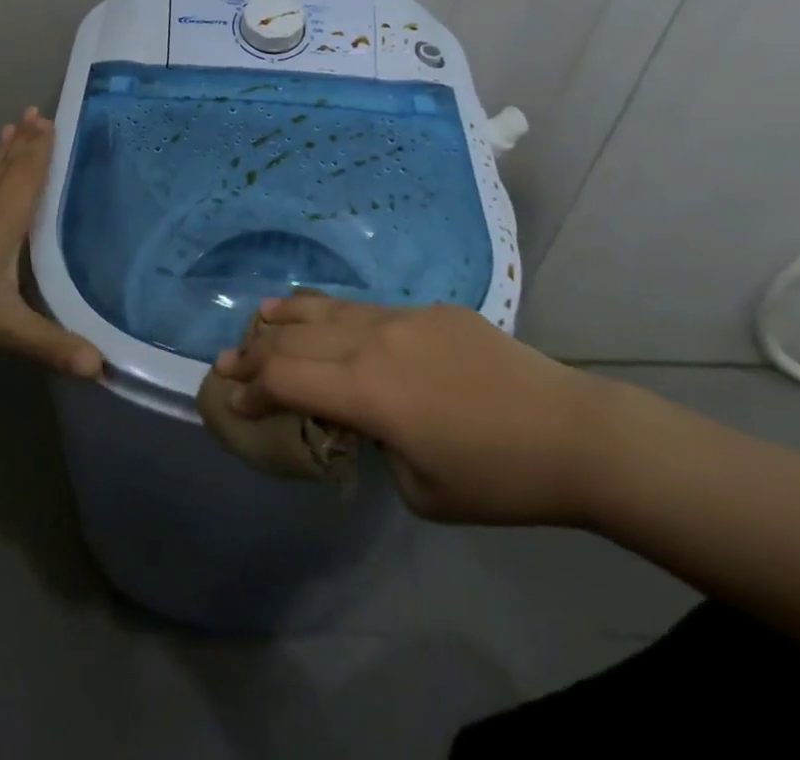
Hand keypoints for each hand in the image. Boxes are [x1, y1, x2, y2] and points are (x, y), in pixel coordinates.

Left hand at [0, 109, 102, 377]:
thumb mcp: (4, 323)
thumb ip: (50, 344)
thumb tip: (99, 368)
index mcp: (6, 213)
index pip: (30, 171)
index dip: (42, 147)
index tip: (50, 119)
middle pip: (9, 162)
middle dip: (25, 139)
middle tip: (35, 113)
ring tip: (9, 127)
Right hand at [212, 294, 624, 525]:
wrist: (572, 432)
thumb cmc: (496, 477)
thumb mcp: (419, 489)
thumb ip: (375, 444)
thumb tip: (365, 420)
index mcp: (368, 389)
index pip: (288, 380)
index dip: (252, 390)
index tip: (231, 402)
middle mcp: (375, 341)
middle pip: (298, 338)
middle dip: (257, 351)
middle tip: (226, 360)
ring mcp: (404, 317)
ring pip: (331, 310)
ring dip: (289, 317)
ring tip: (260, 318)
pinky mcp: (432, 310)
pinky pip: (369, 309)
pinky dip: (335, 313)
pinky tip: (327, 315)